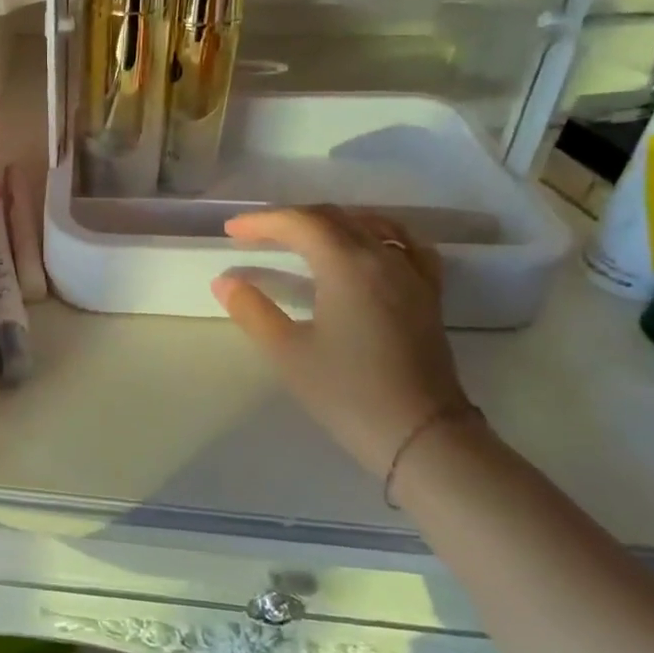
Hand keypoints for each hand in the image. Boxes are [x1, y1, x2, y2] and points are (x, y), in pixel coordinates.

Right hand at [212, 206, 469, 476]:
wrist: (421, 435)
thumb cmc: (347, 392)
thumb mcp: (287, 352)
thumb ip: (252, 310)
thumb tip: (225, 282)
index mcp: (347, 265)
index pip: (301, 223)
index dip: (262, 221)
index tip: (231, 230)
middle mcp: (383, 257)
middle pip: (333, 217)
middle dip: (290, 219)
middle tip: (255, 234)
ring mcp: (412, 274)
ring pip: (368, 224)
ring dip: (329, 222)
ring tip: (301, 235)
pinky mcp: (428, 294)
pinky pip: (404, 243)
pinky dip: (376, 233)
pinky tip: (366, 245)